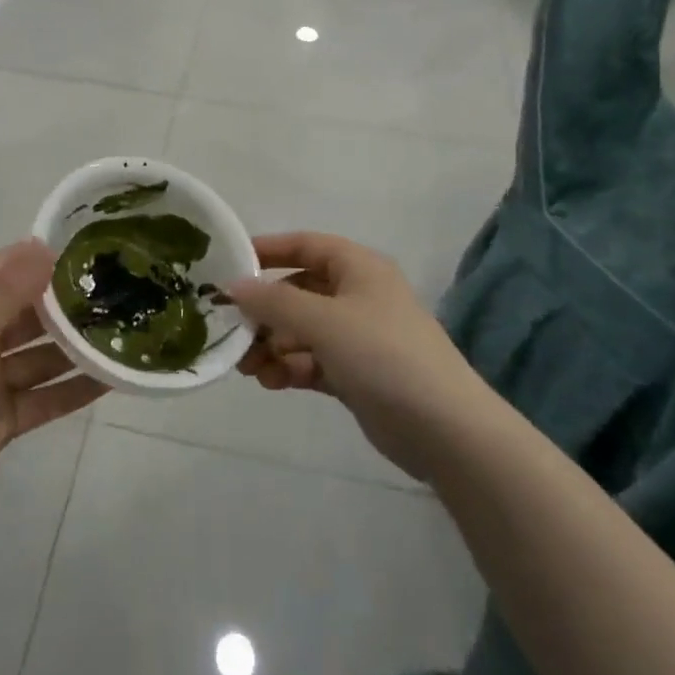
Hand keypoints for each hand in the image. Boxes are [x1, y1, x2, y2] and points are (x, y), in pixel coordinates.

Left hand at [0, 241, 105, 535]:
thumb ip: (5, 295)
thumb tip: (44, 246)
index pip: (5, 271)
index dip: (41, 258)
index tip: (89, 246)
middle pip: (29, 314)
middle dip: (67, 304)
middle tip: (120, 291)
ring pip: (43, 356)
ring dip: (76, 347)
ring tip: (125, 332)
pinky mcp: (3, 420)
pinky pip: (45, 398)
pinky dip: (74, 390)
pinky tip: (111, 380)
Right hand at [230, 232, 485, 480]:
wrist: (446, 429)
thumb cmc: (383, 355)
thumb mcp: (323, 321)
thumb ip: (274, 302)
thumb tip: (233, 286)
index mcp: (358, 267)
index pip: (304, 245)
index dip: (267, 251)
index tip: (228, 266)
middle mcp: (358, 295)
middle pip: (298, 291)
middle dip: (264, 311)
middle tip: (231, 331)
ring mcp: (359, 336)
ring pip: (302, 330)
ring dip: (273, 344)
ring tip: (247, 368)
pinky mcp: (357, 374)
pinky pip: (313, 361)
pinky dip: (290, 368)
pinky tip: (271, 382)